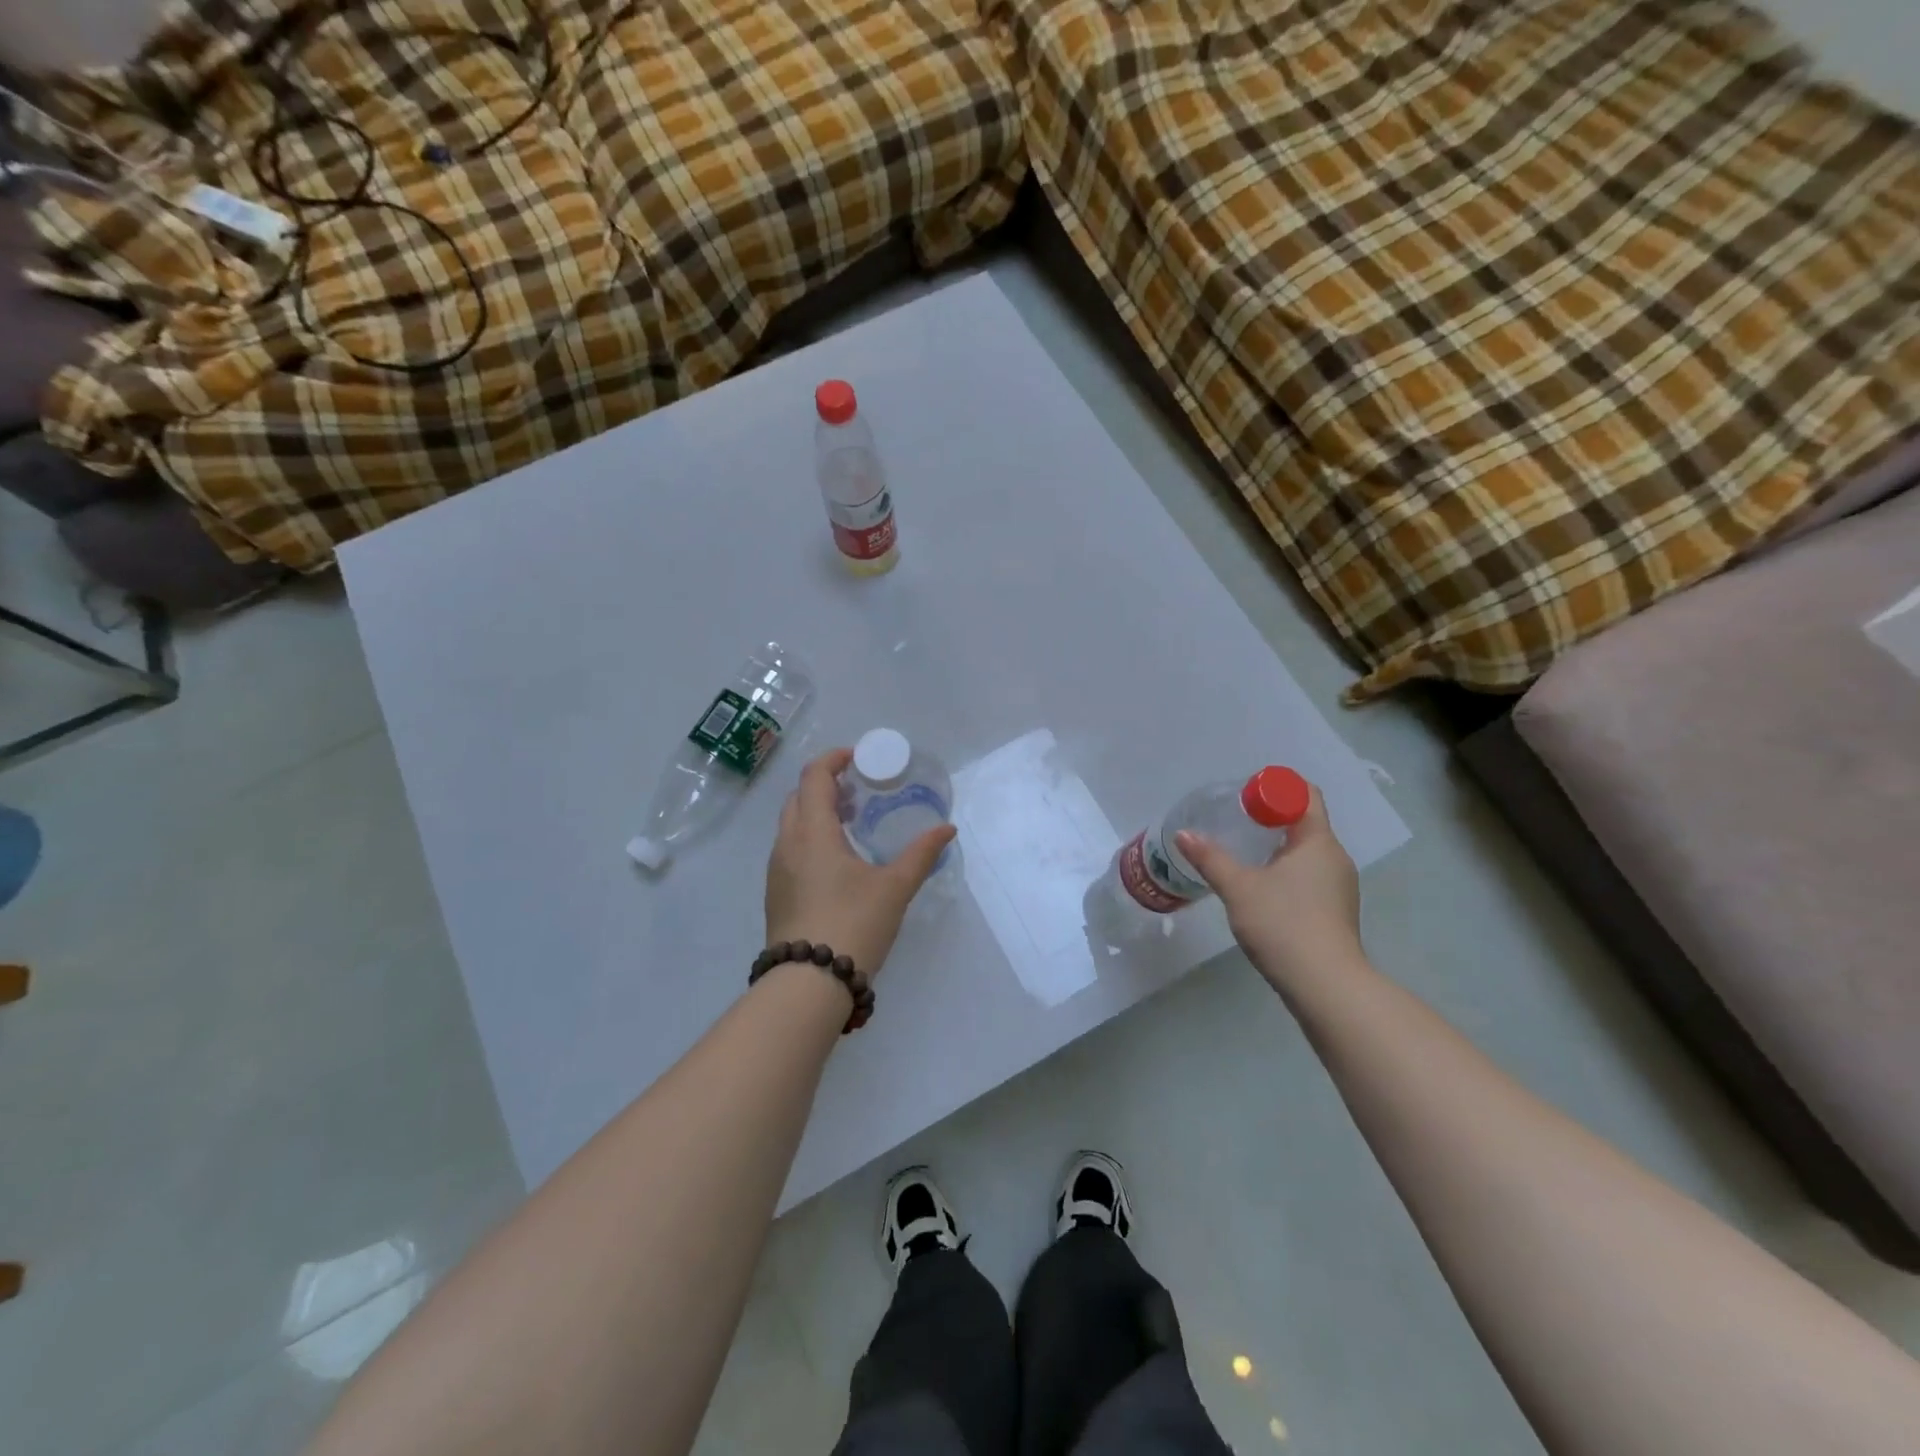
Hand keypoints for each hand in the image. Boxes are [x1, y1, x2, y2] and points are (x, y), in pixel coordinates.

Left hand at [764, 747, 956, 976]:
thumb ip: (921, 854)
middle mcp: (787, 844)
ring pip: (792, 824)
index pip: (814, 776)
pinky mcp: (776, 893)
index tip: (859, 758)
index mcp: (813, 832)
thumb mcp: (894, 888)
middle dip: (826, 785)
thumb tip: (946, 829)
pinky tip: (837, 862)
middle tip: (860, 792)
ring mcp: (776, 870)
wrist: (808, 985)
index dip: (834, 759)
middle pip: (799, 796)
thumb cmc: (853, 924)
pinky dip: (810, 837)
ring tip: (853, 824)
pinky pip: (790, 848)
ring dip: (817, 812)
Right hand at [1175, 784, 1362, 991]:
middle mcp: (1335, 858)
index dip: (1277, 787)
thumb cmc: (1283, 924)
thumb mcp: (1238, 888)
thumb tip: (1183, 834)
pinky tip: (1260, 887)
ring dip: (1277, 845)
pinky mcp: (1334, 911)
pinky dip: (1285, 870)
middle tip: (1235, 820)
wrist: (1325, 986)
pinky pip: (1308, 875)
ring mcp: (1339, 886)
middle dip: (1272, 816)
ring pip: (1307, 852)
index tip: (1246, 793)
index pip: (1305, 795)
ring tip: (1242, 852)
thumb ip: (1210, 858)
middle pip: (1305, 822)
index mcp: (1318, 842)